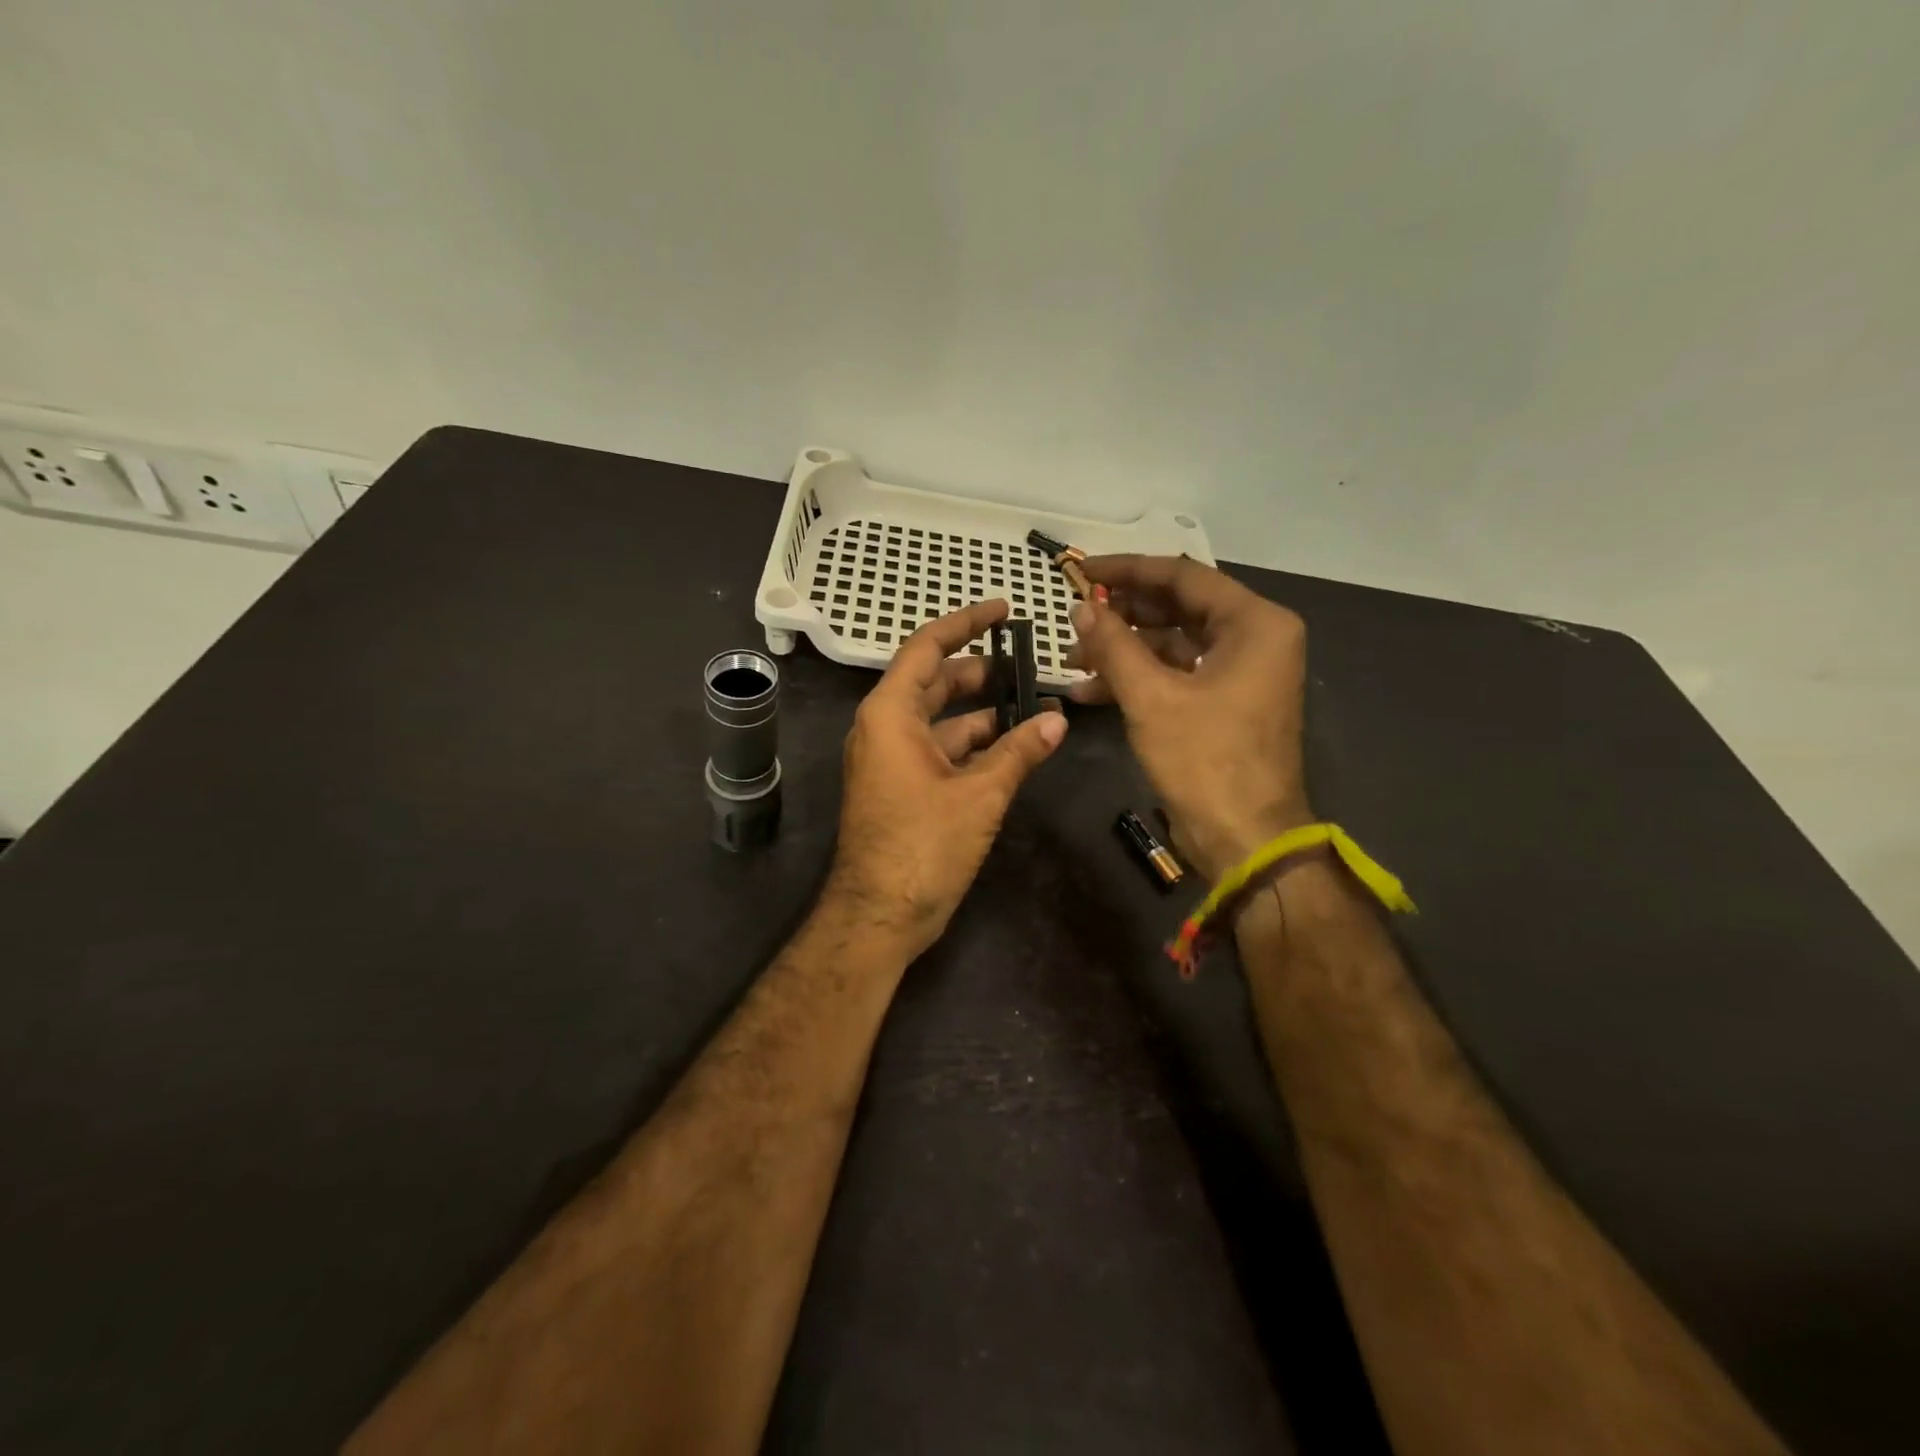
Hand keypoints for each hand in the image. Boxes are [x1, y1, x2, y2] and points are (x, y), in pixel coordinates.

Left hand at [827, 599, 1068, 956]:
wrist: (878, 916)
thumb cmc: (922, 846)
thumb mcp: (979, 794)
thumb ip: (1019, 751)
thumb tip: (1057, 719)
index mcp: (891, 714)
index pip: (927, 648)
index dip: (965, 624)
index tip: (1002, 609)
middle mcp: (885, 729)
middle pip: (935, 682)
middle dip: (980, 671)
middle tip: (1027, 664)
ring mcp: (891, 760)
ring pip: (941, 720)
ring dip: (982, 713)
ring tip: (1032, 705)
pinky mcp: (902, 788)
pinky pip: (939, 751)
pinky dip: (973, 746)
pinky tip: (1012, 748)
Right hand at [1066, 555, 1311, 880]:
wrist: (1244, 840)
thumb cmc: (1205, 762)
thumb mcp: (1151, 698)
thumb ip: (1113, 645)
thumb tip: (1080, 608)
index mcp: (1255, 623)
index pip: (1182, 577)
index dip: (1127, 571)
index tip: (1081, 571)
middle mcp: (1254, 638)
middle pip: (1178, 608)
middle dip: (1122, 615)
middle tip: (1074, 617)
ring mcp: (1239, 673)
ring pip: (1172, 644)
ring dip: (1123, 650)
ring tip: (1073, 660)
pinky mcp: (1223, 703)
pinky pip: (1175, 675)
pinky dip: (1137, 679)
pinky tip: (1089, 690)